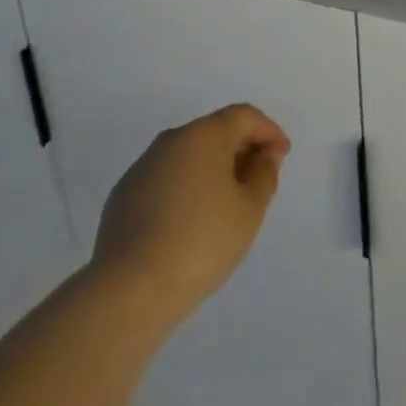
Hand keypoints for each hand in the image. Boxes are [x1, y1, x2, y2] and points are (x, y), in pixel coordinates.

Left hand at [90, 104, 290, 326]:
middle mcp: (171, 140)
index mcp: (204, 134)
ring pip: (188, 155)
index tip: (281, 157)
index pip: (244, 116)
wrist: (130, 289)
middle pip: (215, 131)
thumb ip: (263, 176)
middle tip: (258, 178)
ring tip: (227, 202)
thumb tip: (262, 157)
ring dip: (212, 169)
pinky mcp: (123, 195)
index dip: (268, 131)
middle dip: (241, 149)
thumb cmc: (201, 242)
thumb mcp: (249, 211)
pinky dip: (186, 187)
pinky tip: (191, 220)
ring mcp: (143, 167)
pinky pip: (166, 179)